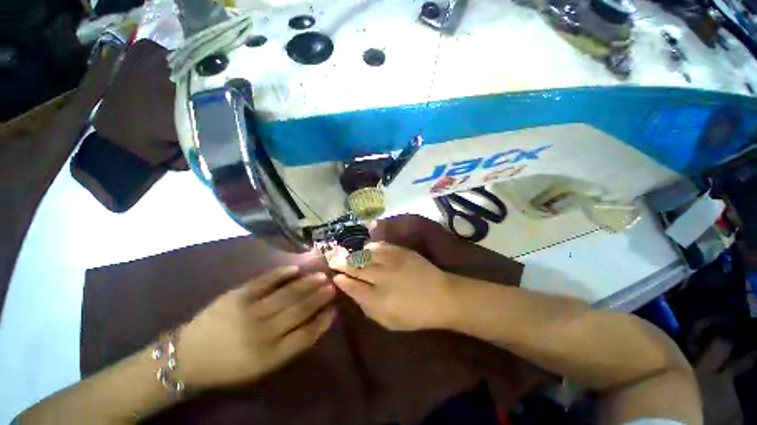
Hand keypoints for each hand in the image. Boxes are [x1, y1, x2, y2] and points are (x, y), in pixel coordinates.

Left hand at [176, 266, 335, 387]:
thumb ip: (290, 345)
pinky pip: (265, 281)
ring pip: (287, 294)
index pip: (305, 335)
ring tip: (322, 275)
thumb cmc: (229, 365)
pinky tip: (296, 268)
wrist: (188, 355)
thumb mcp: (262, 366)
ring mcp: (249, 311)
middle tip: (333, 285)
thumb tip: (316, 322)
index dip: (322, 322)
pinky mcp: (237, 295)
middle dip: (319, 297)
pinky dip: (282, 273)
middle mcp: (262, 333)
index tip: (334, 309)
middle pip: (299, 311)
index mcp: (268, 355)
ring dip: (307, 284)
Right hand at [328, 242, 455, 330]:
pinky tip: (366, 249)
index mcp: (377, 298)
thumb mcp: (387, 320)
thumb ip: (365, 305)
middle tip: (332, 260)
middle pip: (355, 266)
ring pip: (365, 253)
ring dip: (354, 254)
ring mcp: (391, 260)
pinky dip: (370, 247)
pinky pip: (380, 246)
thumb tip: (349, 288)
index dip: (340, 278)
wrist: (441, 296)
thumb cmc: (414, 313)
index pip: (351, 285)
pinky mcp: (401, 251)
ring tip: (347, 255)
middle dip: (341, 263)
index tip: (333, 275)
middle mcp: (382, 276)